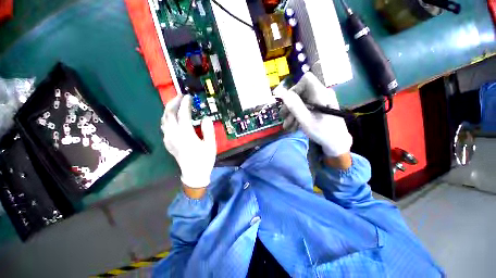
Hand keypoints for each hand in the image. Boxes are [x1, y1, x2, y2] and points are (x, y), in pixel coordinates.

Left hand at [161, 94, 215, 188]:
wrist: (194, 174)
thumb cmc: (204, 159)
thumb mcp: (210, 145)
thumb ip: (208, 130)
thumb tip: (206, 118)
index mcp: (186, 135)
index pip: (183, 115)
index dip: (185, 104)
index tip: (189, 97)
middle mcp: (174, 135)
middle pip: (168, 114)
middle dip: (173, 103)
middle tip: (180, 96)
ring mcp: (169, 139)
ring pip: (164, 120)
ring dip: (168, 110)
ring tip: (176, 104)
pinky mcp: (168, 143)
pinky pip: (164, 127)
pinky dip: (167, 118)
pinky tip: (173, 118)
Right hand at [278, 72, 351, 157]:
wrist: (336, 143)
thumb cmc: (323, 132)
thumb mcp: (306, 120)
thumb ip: (294, 106)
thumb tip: (282, 92)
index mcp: (321, 94)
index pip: (306, 79)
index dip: (295, 89)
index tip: (288, 103)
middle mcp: (321, 94)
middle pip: (301, 91)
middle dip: (290, 105)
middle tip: (283, 118)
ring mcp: (320, 100)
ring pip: (301, 101)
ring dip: (292, 113)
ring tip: (287, 126)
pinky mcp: (318, 107)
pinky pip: (305, 107)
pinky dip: (298, 115)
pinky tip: (293, 126)